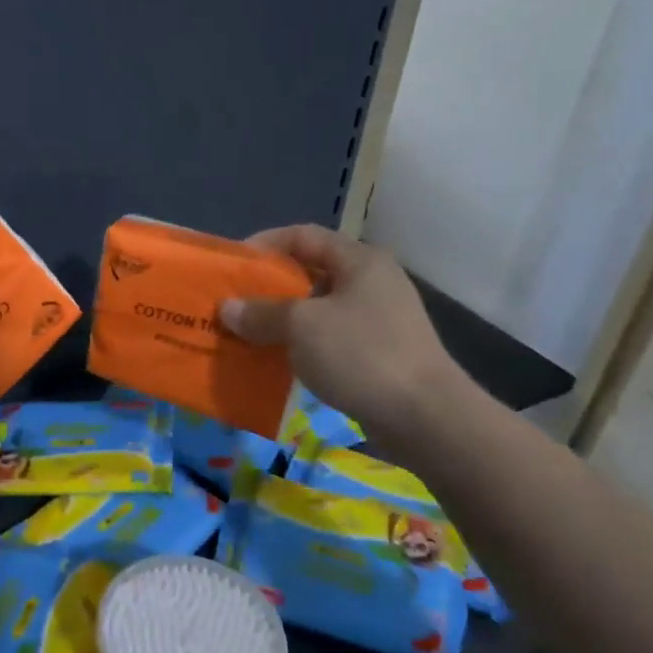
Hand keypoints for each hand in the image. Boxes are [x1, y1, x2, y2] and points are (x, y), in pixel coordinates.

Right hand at [217, 225, 471, 450]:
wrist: (425, 417)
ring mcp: (378, 319)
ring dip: (281, 320)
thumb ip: (260, 313)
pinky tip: (276, 361)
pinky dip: (300, 345)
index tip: (233, 265)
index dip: (264, 244)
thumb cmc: (361, 354)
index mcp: (359, 261)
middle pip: (309, 272)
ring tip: (247, 334)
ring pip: (317, 309)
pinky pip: (328, 339)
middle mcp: (371, 283)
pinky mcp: (378, 353)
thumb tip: (227, 308)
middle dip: (268, 288)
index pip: (303, 235)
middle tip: (234, 303)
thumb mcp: (301, 326)